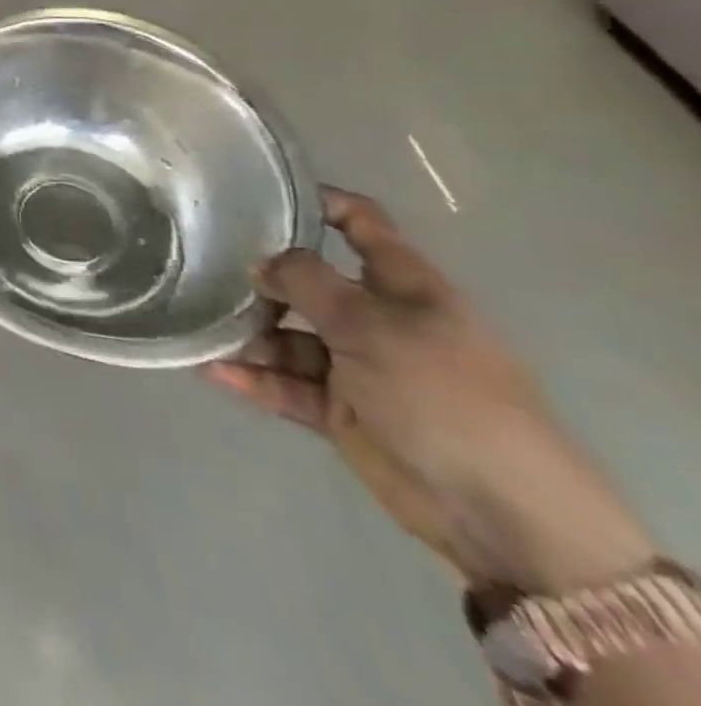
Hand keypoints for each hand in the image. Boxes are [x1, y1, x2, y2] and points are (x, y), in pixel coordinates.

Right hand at [205, 189, 654, 593]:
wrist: (501, 514)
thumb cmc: (444, 396)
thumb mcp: (373, 326)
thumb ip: (308, 282)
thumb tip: (260, 262)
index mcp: (404, 287)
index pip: (361, 224)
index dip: (319, 202)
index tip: (258, 191)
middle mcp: (379, 319)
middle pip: (309, 282)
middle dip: (262, 278)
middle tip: (207, 270)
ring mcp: (358, 366)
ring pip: (288, 336)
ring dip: (249, 334)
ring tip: (204, 329)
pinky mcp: (341, 411)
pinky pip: (286, 384)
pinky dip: (253, 378)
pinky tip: (213, 370)